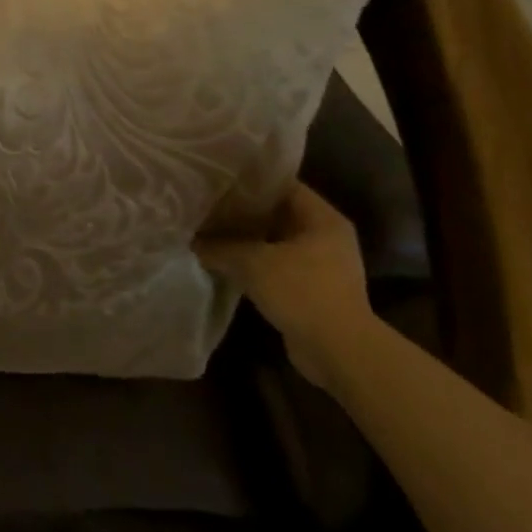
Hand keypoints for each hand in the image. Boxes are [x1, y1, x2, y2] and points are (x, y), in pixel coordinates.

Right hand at [195, 183, 373, 390]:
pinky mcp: (313, 290)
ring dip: (248, 241)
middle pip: (278, 214)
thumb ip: (220, 247)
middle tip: (208, 206)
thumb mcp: (252, 263)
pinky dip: (255, 265)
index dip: (250, 182)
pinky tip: (226, 263)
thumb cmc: (302, 292)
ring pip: (276, 242)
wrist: (338, 351)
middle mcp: (327, 236)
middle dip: (244, 212)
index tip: (219, 180)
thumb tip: (193, 241)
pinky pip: (278, 267)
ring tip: (211, 232)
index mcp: (323, 218)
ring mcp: (322, 265)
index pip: (283, 185)